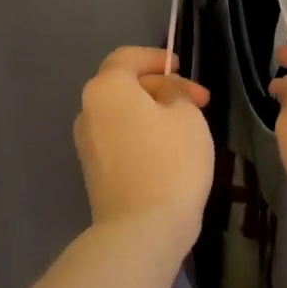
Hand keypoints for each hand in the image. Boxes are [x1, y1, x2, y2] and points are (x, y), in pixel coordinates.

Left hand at [73, 46, 213, 245]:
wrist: (142, 229)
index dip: (156, 58)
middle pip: (124, 86)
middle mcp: (88, 111)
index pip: (127, 57)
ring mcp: (87, 144)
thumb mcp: (187, 115)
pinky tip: (169, 152)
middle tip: (199, 102)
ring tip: (187, 128)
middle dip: (162, 88)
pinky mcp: (94, 171)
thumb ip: (175, 92)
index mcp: (107, 89)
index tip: (182, 69)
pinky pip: (120, 139)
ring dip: (152, 113)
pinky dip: (142, 136)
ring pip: (122, 114)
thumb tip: (164, 93)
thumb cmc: (170, 162)